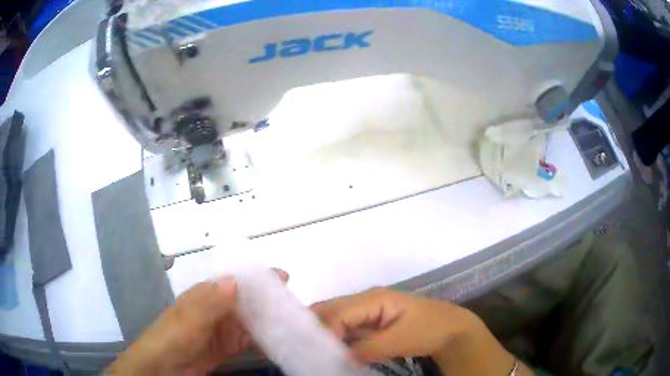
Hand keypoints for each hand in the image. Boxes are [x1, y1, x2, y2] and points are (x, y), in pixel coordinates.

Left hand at [107, 270, 288, 374]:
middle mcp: (216, 310)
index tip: (285, 279)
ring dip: (269, 323)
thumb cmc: (171, 341)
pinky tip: (277, 344)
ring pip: (250, 322)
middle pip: (247, 302)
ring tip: (294, 325)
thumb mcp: (187, 322)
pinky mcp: (226, 348)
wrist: (162, 369)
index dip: (259, 279)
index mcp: (205, 297)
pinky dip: (262, 341)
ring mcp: (221, 331)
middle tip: (298, 307)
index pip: (236, 282)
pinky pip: (248, 341)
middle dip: (270, 302)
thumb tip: (235, 281)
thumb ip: (209, 304)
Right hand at [311, 287, 472, 362]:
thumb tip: (340, 357)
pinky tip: (333, 349)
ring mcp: (369, 309)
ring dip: (326, 333)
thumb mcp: (398, 340)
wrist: (451, 329)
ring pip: (338, 317)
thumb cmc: (428, 329)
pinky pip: (348, 326)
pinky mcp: (373, 320)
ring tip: (314, 350)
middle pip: (332, 309)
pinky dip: (338, 337)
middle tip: (306, 347)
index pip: (338, 313)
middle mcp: (366, 299)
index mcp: (373, 298)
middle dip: (318, 327)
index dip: (326, 332)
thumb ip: (367, 348)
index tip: (319, 353)